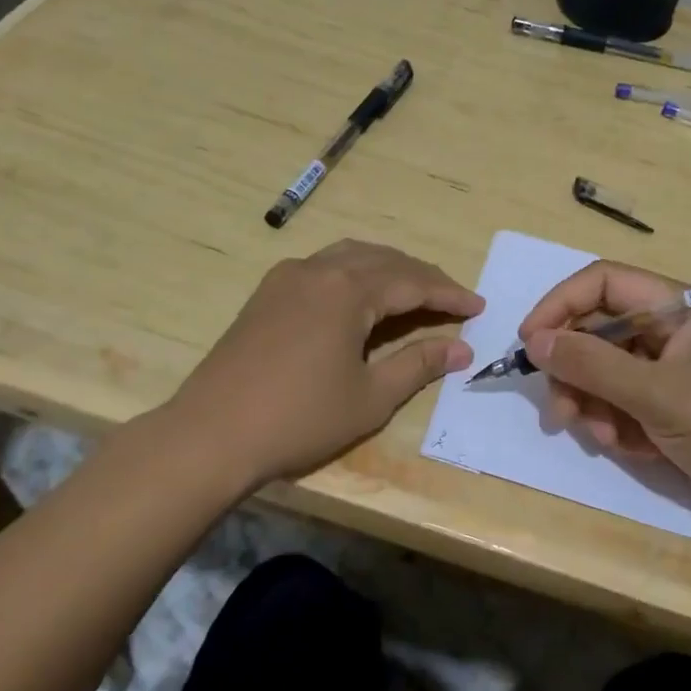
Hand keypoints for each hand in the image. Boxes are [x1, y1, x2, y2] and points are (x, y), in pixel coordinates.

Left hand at [169, 240, 482, 489]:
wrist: (212, 433)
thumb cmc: (300, 418)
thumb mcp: (370, 397)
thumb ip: (418, 365)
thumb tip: (461, 349)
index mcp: (347, 290)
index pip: (412, 281)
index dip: (449, 294)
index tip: (478, 307)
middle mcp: (317, 270)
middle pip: (383, 260)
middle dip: (422, 276)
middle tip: (452, 299)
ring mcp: (286, 278)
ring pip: (349, 256)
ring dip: (387, 269)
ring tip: (412, 291)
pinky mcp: (265, 295)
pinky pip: (322, 267)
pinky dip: (353, 274)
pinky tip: (359, 297)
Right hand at [519, 259, 690, 521]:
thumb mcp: (655, 393)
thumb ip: (591, 364)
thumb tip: (534, 341)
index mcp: (679, 307)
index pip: (603, 283)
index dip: (560, 306)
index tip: (529, 343)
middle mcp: (671, 330)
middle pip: (597, 331)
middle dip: (575, 371)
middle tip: (560, 411)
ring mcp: (669, 370)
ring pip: (604, 371)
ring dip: (593, 404)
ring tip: (602, 437)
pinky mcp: (668, 406)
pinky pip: (621, 402)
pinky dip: (616, 424)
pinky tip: (631, 448)